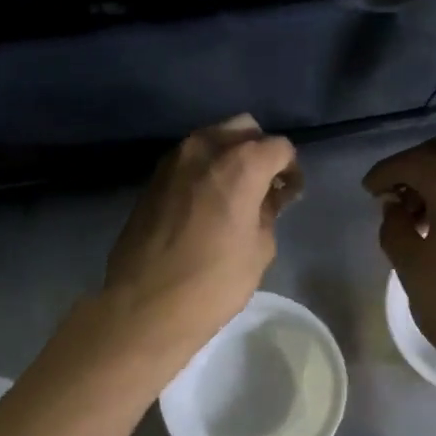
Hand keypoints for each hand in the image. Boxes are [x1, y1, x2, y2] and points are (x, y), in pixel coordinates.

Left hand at [102, 115, 301, 358]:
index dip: (291, 169)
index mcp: (240, 164)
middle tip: (265, 188)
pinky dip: (204, 170)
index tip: (290, 196)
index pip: (279, 147)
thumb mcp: (259, 251)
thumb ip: (269, 212)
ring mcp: (173, 161)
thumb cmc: (212, 283)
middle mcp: (204, 149)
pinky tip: (207, 203)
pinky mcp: (152, 179)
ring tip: (235, 195)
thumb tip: (269, 196)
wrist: (145, 305)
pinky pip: (188, 160)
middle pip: (243, 129)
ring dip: (229, 157)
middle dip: (259, 152)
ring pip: (211, 139)